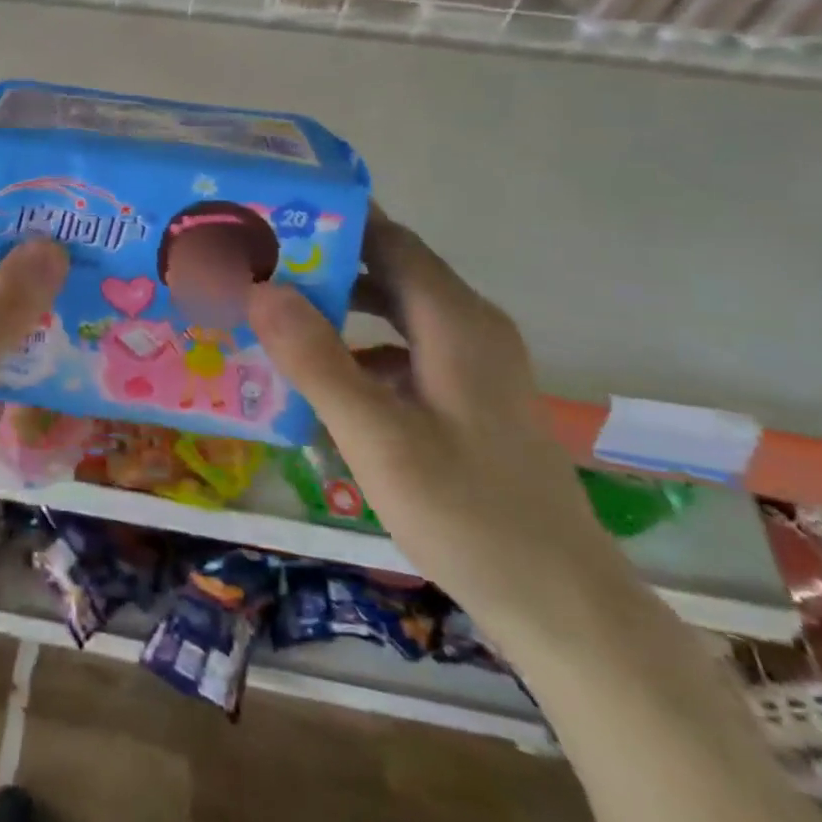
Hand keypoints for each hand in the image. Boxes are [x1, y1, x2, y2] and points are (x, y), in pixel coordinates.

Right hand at [250, 217, 642, 656]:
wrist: (562, 605)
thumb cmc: (468, 513)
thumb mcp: (378, 437)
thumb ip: (317, 360)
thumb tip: (260, 288)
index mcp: (454, 320)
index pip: (388, 239)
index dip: (333, 220)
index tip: (274, 216)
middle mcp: (469, 326)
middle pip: (391, 269)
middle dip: (327, 260)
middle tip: (259, 262)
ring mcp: (475, 363)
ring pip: (397, 310)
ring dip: (341, 304)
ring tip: (276, 310)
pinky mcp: (471, 396)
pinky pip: (406, 349)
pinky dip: (362, 347)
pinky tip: (323, 377)